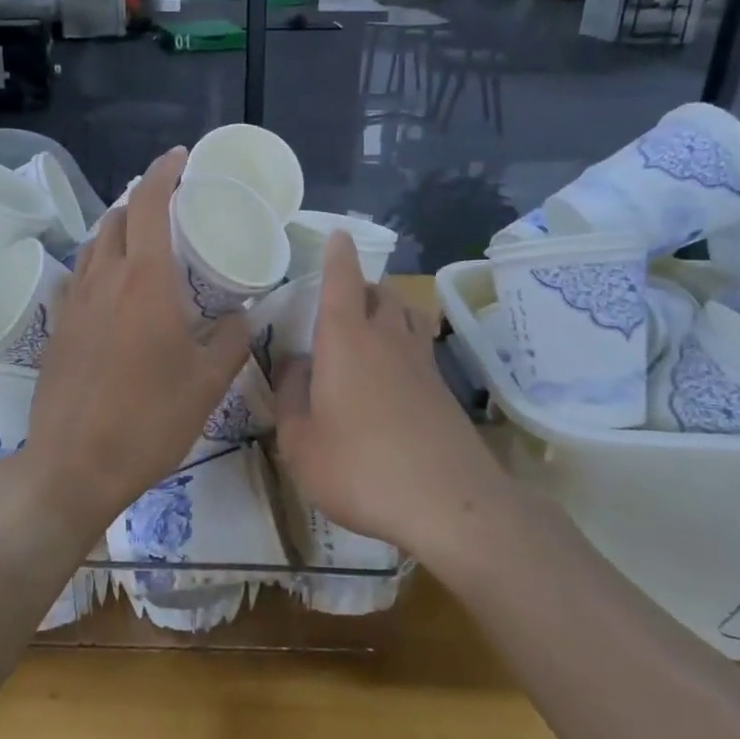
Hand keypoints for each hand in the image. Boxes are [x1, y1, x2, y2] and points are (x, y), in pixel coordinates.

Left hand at [25, 148, 250, 528]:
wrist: (74, 464)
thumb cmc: (149, 420)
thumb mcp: (206, 383)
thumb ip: (230, 341)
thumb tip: (241, 315)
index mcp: (144, 282)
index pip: (147, 205)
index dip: (163, 173)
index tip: (180, 158)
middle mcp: (104, 280)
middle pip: (116, 218)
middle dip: (141, 200)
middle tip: (171, 206)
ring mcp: (75, 304)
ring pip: (94, 246)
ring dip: (118, 230)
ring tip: (144, 241)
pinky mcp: (59, 329)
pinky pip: (81, 277)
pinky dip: (101, 264)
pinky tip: (117, 291)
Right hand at [272, 232, 502, 559]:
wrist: (449, 503)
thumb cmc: (360, 467)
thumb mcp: (300, 442)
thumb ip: (289, 397)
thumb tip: (294, 364)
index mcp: (345, 341)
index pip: (340, 281)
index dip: (337, 254)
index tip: (338, 235)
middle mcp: (386, 339)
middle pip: (379, 291)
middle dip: (359, 285)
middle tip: (338, 300)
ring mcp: (421, 362)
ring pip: (406, 314)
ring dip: (386, 308)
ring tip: (368, 327)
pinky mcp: (443, 389)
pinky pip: (419, 345)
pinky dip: (403, 342)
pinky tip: (390, 372)